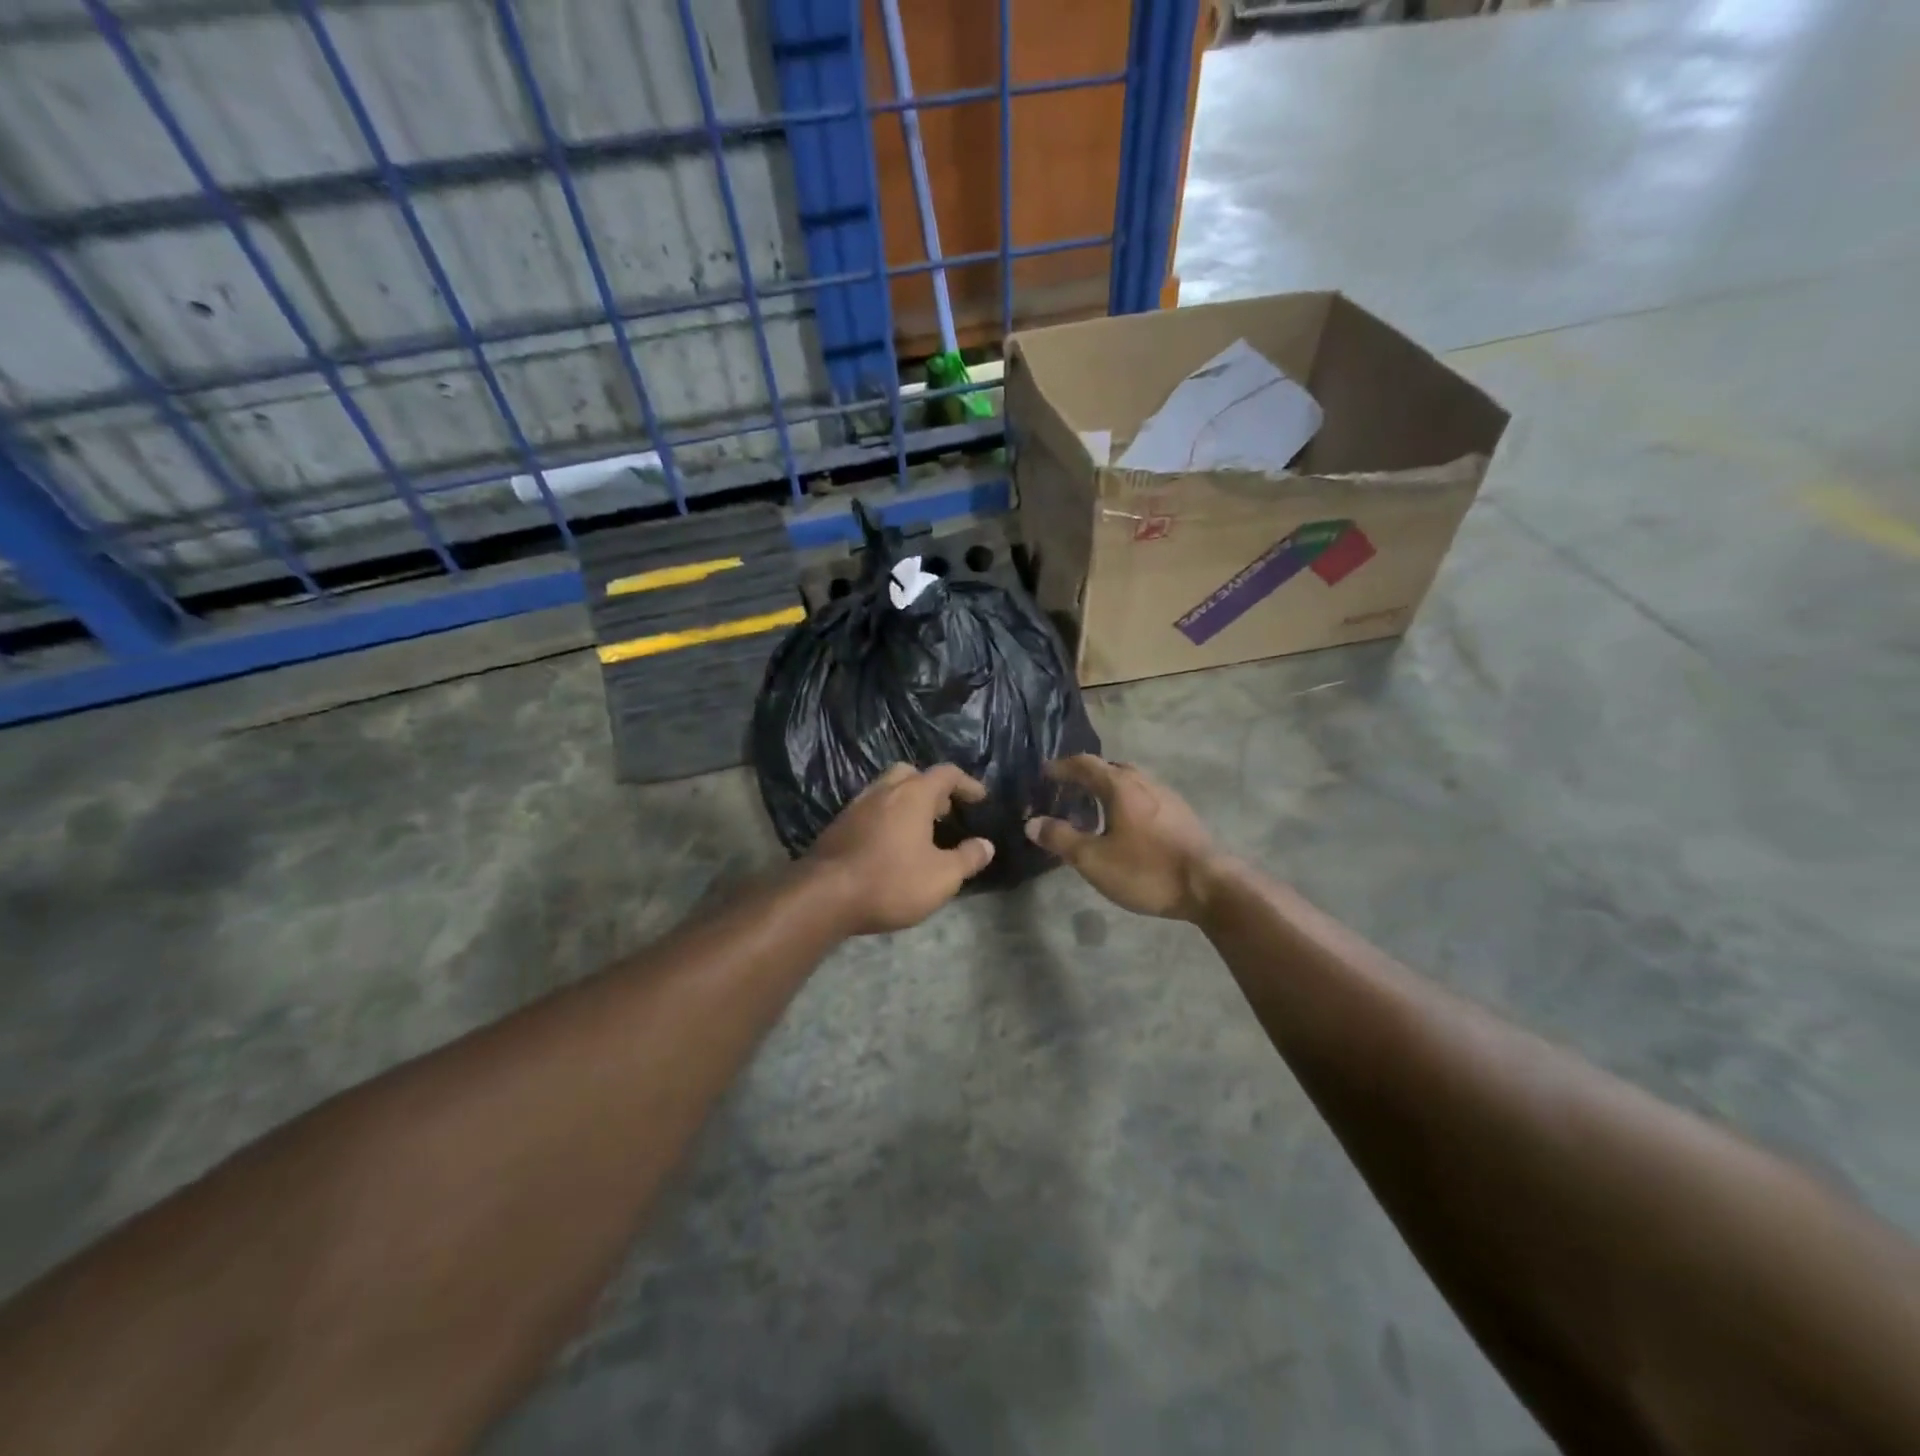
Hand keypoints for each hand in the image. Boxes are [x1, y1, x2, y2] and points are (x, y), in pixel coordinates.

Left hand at [807, 764, 995, 934]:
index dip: (967, 783)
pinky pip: (870, 810)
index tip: (980, 799)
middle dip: (932, 788)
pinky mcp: (838, 825)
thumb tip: (986, 845)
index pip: (946, 774)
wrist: (824, 896)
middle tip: (945, 812)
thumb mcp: (942, 877)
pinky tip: (891, 845)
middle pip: (911, 774)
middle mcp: (884, 791)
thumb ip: (968, 858)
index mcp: (913, 795)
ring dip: (907, 802)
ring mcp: (856, 806)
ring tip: (920, 831)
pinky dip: (887, 817)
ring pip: (887, 790)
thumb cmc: (891, 881)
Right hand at [1025, 756, 1225, 920]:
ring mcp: (1167, 797)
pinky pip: (1146, 798)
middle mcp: (1144, 782)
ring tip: (1095, 808)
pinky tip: (1127, 826)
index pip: (1085, 765)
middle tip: (1069, 790)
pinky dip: (1128, 803)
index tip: (1045, 772)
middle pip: (1111, 769)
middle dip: (1087, 775)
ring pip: (1132, 783)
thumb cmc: (1146, 869)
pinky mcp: (1183, 816)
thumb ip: (1061, 838)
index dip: (1062, 767)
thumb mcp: (1094, 859)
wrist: (1210, 886)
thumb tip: (1033, 822)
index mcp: (1120, 786)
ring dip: (1110, 789)